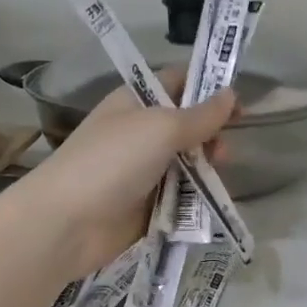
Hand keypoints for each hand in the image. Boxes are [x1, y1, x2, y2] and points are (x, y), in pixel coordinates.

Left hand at [0, 76, 235, 280]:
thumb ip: (201, 115)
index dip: (208, 88)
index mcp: (135, 102)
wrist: (68, 222)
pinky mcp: (146, 206)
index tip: (239, 103)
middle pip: (186, 127)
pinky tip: (208, 201)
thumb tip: (231, 94)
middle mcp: (138, 133)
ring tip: (216, 177)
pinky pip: (179, 196)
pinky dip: (195, 197)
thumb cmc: (112, 161)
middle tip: (223, 151)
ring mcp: (141, 171)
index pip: (177, 83)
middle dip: (210, 136)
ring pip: (186, 164)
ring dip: (205, 169)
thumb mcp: (161, 128)